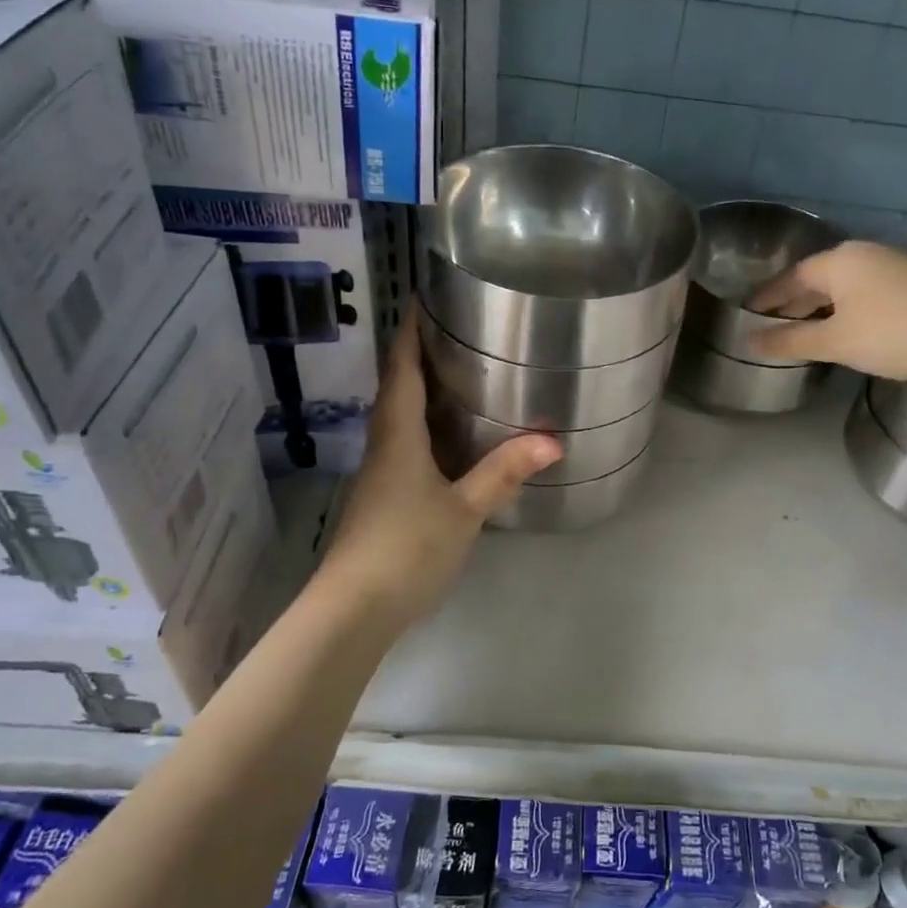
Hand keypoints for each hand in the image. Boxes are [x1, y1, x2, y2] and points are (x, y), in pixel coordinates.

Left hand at [317, 304, 559, 624]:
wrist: (354, 608)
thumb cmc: (407, 547)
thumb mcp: (464, 509)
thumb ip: (504, 473)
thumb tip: (552, 440)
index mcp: (398, 435)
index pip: (400, 369)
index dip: (409, 332)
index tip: (423, 299)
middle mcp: (383, 446)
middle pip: (396, 389)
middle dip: (418, 357)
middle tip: (456, 333)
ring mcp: (380, 475)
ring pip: (399, 419)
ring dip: (420, 392)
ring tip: (458, 376)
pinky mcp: (384, 499)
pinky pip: (404, 447)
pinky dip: (424, 428)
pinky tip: (450, 440)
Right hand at [745, 241, 906, 379]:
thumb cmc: (891, 333)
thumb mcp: (834, 341)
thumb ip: (789, 340)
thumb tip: (749, 341)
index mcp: (840, 261)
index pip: (792, 276)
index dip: (768, 296)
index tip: (749, 313)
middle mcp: (865, 255)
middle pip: (818, 278)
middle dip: (794, 302)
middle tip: (772, 324)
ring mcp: (894, 266)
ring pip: (844, 286)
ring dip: (821, 307)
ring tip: (804, 330)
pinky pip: (866, 292)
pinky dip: (846, 309)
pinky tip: (845, 328)